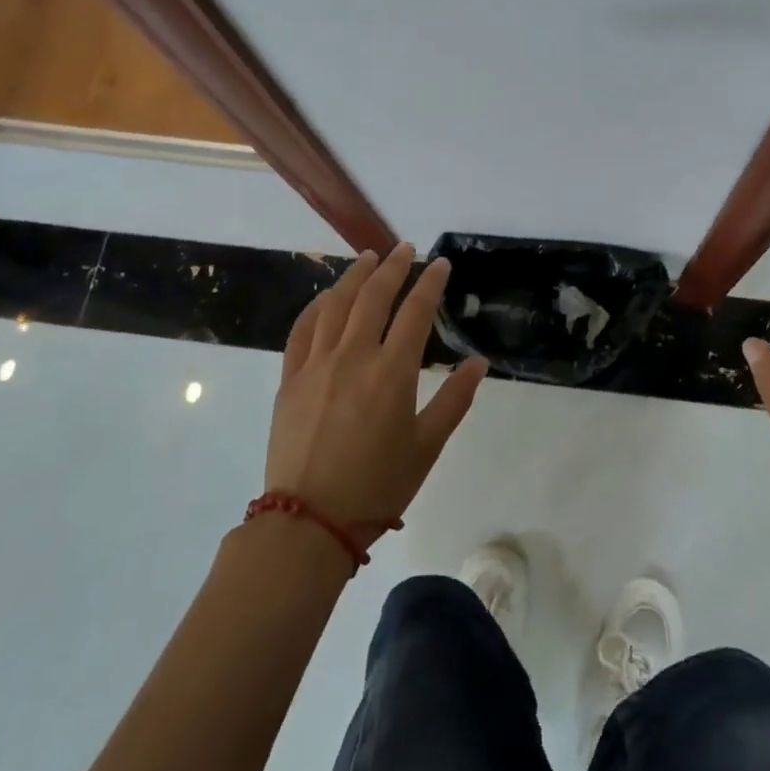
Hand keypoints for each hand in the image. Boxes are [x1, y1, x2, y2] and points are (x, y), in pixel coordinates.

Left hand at [265, 243, 487, 543]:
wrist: (308, 521)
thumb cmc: (377, 486)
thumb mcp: (427, 446)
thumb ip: (455, 400)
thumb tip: (478, 362)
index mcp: (392, 372)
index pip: (416, 312)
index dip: (430, 283)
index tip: (440, 264)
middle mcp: (353, 357)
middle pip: (374, 296)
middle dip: (393, 267)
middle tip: (405, 249)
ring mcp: (316, 365)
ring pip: (336, 305)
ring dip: (354, 276)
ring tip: (367, 258)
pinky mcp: (290, 378)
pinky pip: (302, 329)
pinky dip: (316, 306)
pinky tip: (326, 297)